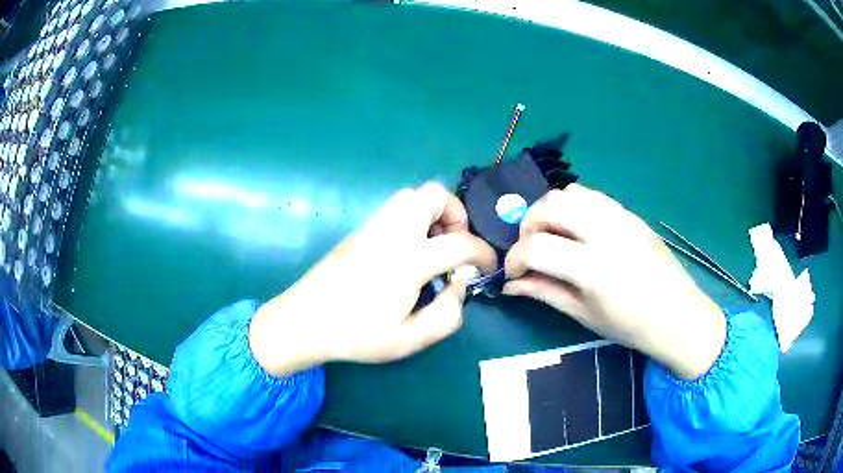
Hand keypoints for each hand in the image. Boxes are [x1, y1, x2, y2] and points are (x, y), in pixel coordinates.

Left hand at [249, 183, 496, 376]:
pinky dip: (411, 220)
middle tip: (455, 246)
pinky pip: (393, 210)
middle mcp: (393, 233)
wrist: (303, 322)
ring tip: (432, 248)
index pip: (461, 242)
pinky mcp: (359, 232)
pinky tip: (406, 254)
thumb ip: (446, 315)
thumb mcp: (409, 340)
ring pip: (410, 196)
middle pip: (432, 194)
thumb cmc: (356, 335)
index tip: (487, 266)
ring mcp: (373, 228)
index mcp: (409, 259)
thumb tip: (458, 288)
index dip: (483, 252)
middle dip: (455, 214)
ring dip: (431, 213)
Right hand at [503, 184, 725, 379]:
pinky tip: (577, 229)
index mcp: (594, 268)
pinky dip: (573, 206)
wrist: (678, 316)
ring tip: (551, 235)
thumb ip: (545, 293)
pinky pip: (593, 196)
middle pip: (551, 205)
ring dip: (550, 210)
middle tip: (529, 248)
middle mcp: (606, 233)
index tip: (512, 273)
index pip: (537, 247)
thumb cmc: (632, 326)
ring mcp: (621, 217)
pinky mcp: (630, 213)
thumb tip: (511, 285)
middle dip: (528, 224)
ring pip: (571, 192)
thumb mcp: (585, 315)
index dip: (514, 258)